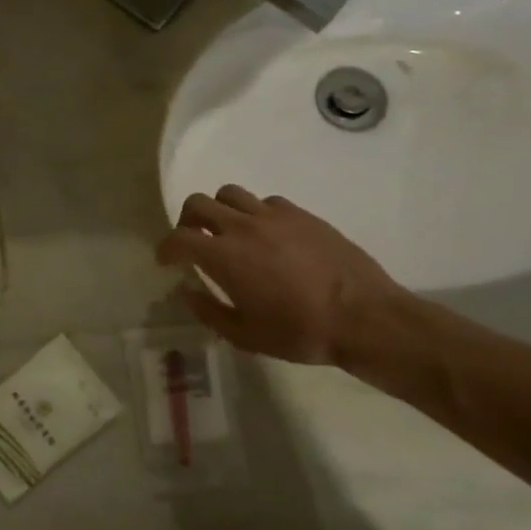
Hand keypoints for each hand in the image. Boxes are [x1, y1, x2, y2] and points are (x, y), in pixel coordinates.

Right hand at [156, 186, 413, 365]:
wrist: (366, 318)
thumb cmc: (300, 332)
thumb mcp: (244, 335)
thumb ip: (208, 311)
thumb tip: (188, 291)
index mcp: (223, 256)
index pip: (178, 238)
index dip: (165, 248)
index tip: (166, 260)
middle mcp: (243, 227)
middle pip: (199, 203)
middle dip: (187, 220)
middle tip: (192, 240)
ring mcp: (275, 217)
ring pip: (231, 194)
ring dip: (220, 210)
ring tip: (228, 232)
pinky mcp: (303, 215)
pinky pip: (267, 202)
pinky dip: (256, 214)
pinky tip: (267, 236)